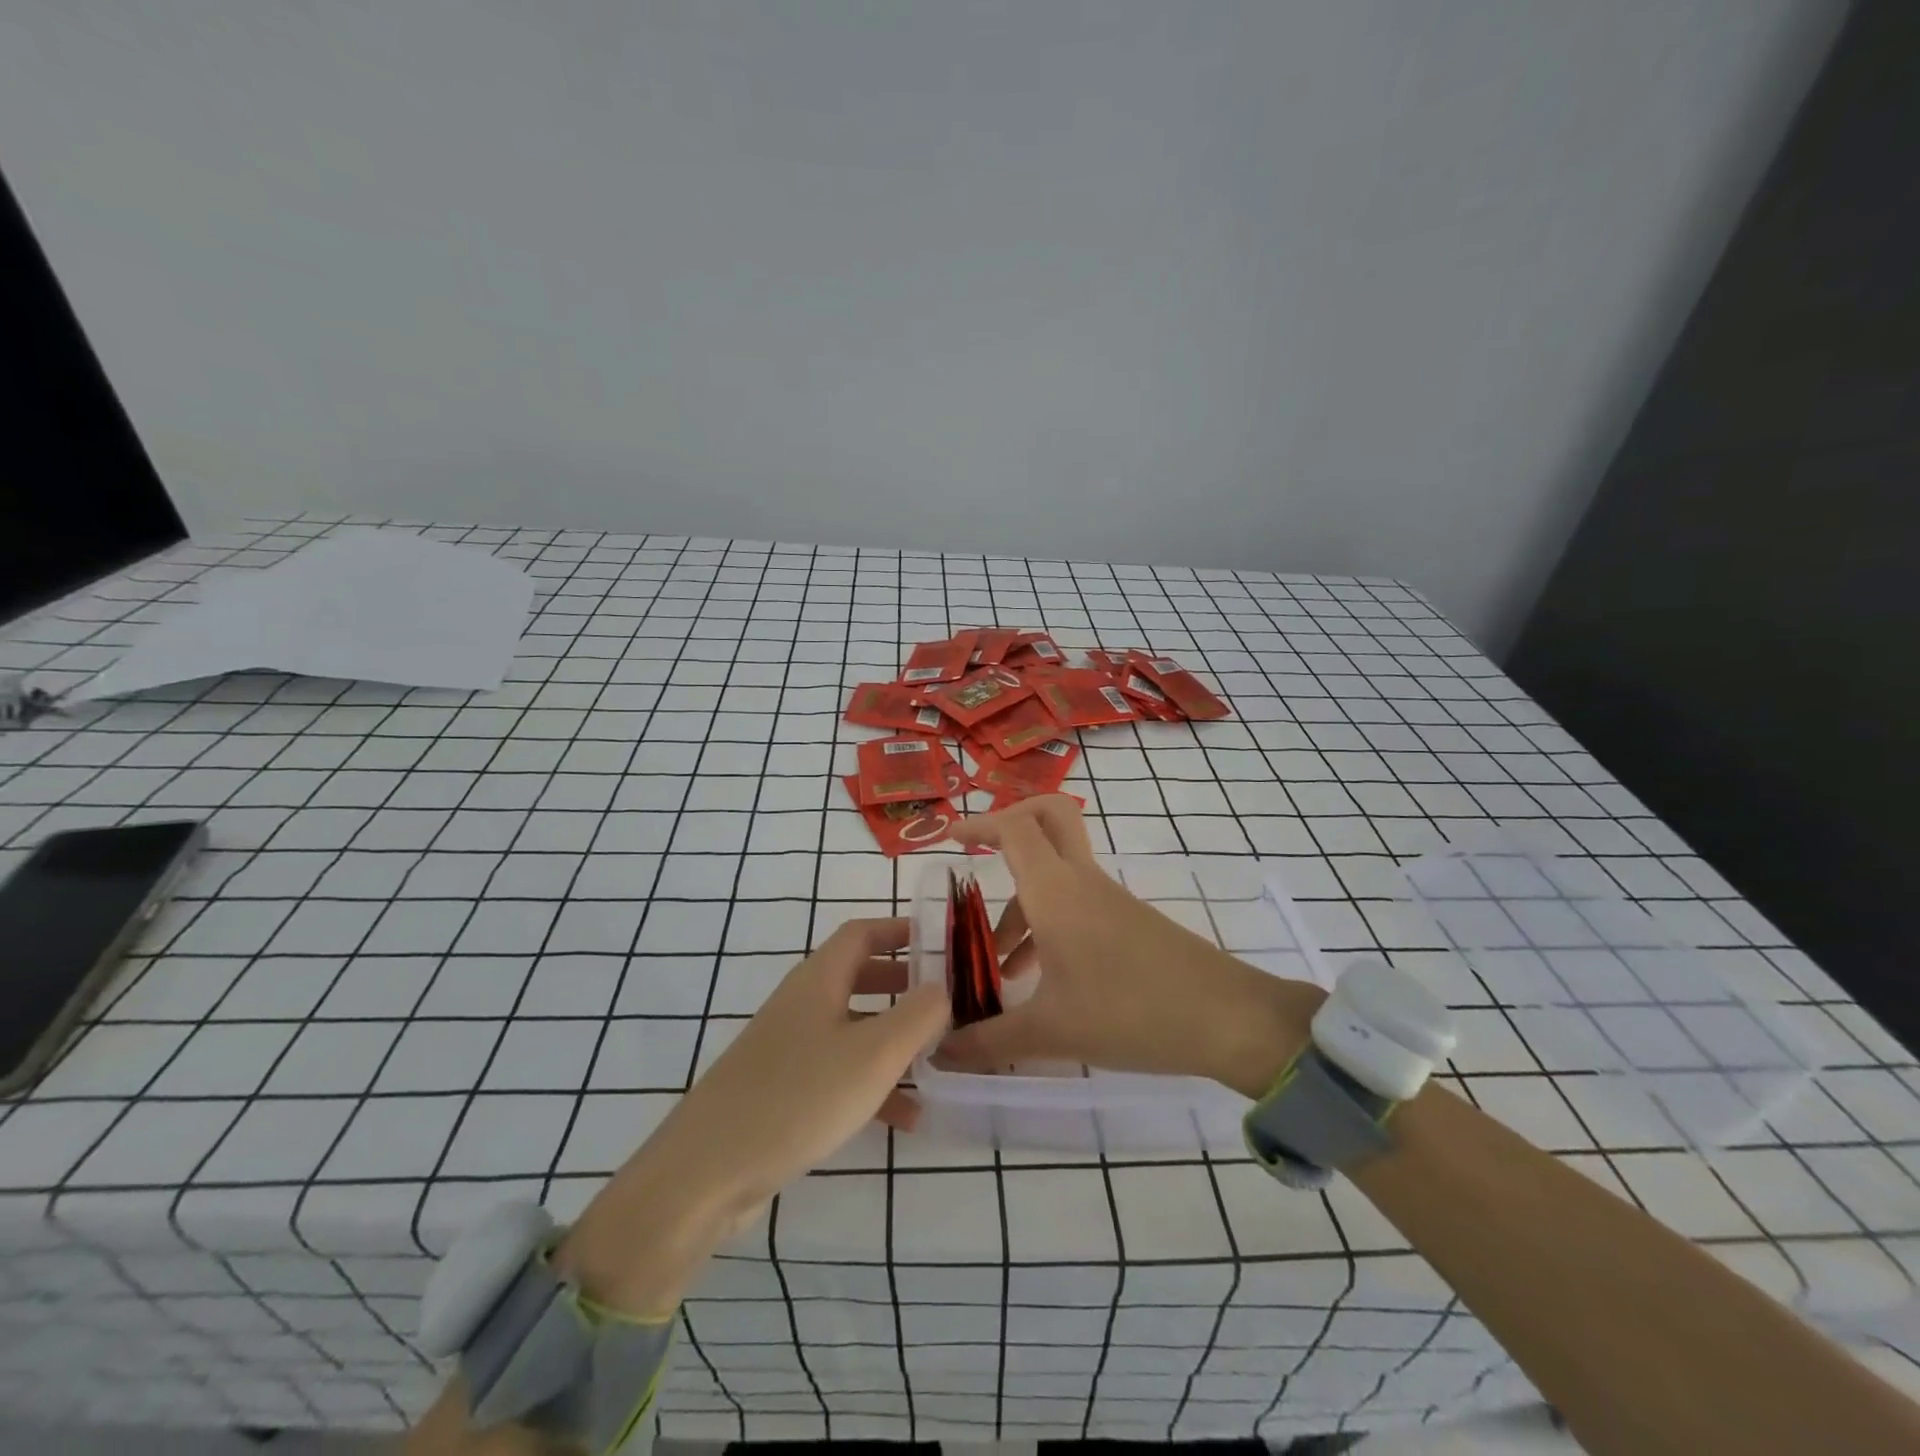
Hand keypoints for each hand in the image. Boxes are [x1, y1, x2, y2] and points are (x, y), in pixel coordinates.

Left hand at [553, 919, 946, 1316]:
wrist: (706, 1172)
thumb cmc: (799, 1097)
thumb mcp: (874, 1053)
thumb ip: (918, 1014)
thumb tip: (943, 987)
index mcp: (820, 979)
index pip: (863, 933)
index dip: (901, 930)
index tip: (941, 943)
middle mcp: (803, 1004)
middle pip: (859, 976)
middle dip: (904, 984)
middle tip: (944, 1000)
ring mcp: (790, 1048)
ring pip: (853, 1028)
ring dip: (894, 1039)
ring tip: (937, 1060)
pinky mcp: (783, 1090)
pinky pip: (839, 1073)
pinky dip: (873, 1084)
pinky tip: (907, 1118)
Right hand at [938, 795, 1323, 1096]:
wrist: (1226, 1020)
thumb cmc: (1130, 1013)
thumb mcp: (1051, 1032)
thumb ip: (988, 1041)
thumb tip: (940, 1054)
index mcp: (1056, 891)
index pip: (1014, 828)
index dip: (978, 824)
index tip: (947, 840)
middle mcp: (1081, 881)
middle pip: (1049, 816)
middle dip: (1011, 825)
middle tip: (979, 860)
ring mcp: (1109, 898)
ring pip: (1057, 872)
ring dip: (1022, 902)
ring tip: (998, 964)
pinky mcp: (1128, 920)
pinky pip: (1076, 901)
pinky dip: (1047, 922)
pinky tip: (1039, 979)